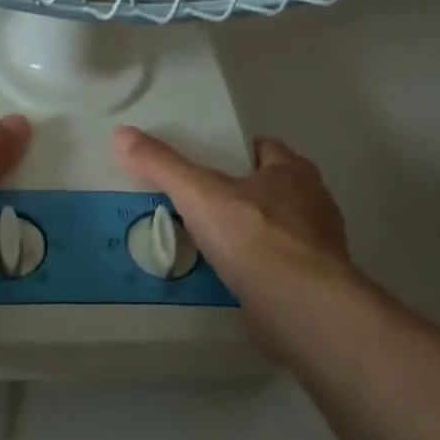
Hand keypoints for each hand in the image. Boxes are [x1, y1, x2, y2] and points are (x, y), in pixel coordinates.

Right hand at [113, 126, 353, 319]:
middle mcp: (314, 202)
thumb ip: (161, 164)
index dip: (235, 154)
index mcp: (293, 171)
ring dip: (249, 235)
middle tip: (199, 206)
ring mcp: (318, 245)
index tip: (206, 166)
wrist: (301, 306)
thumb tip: (121, 133)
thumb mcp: (197, 193)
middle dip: (241, 195)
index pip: (264, 149)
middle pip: (271, 189)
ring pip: (277, 229)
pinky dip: (257, 269)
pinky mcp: (315, 283)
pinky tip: (230, 280)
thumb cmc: (253, 236)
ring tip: (209, 245)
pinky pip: (279, 266)